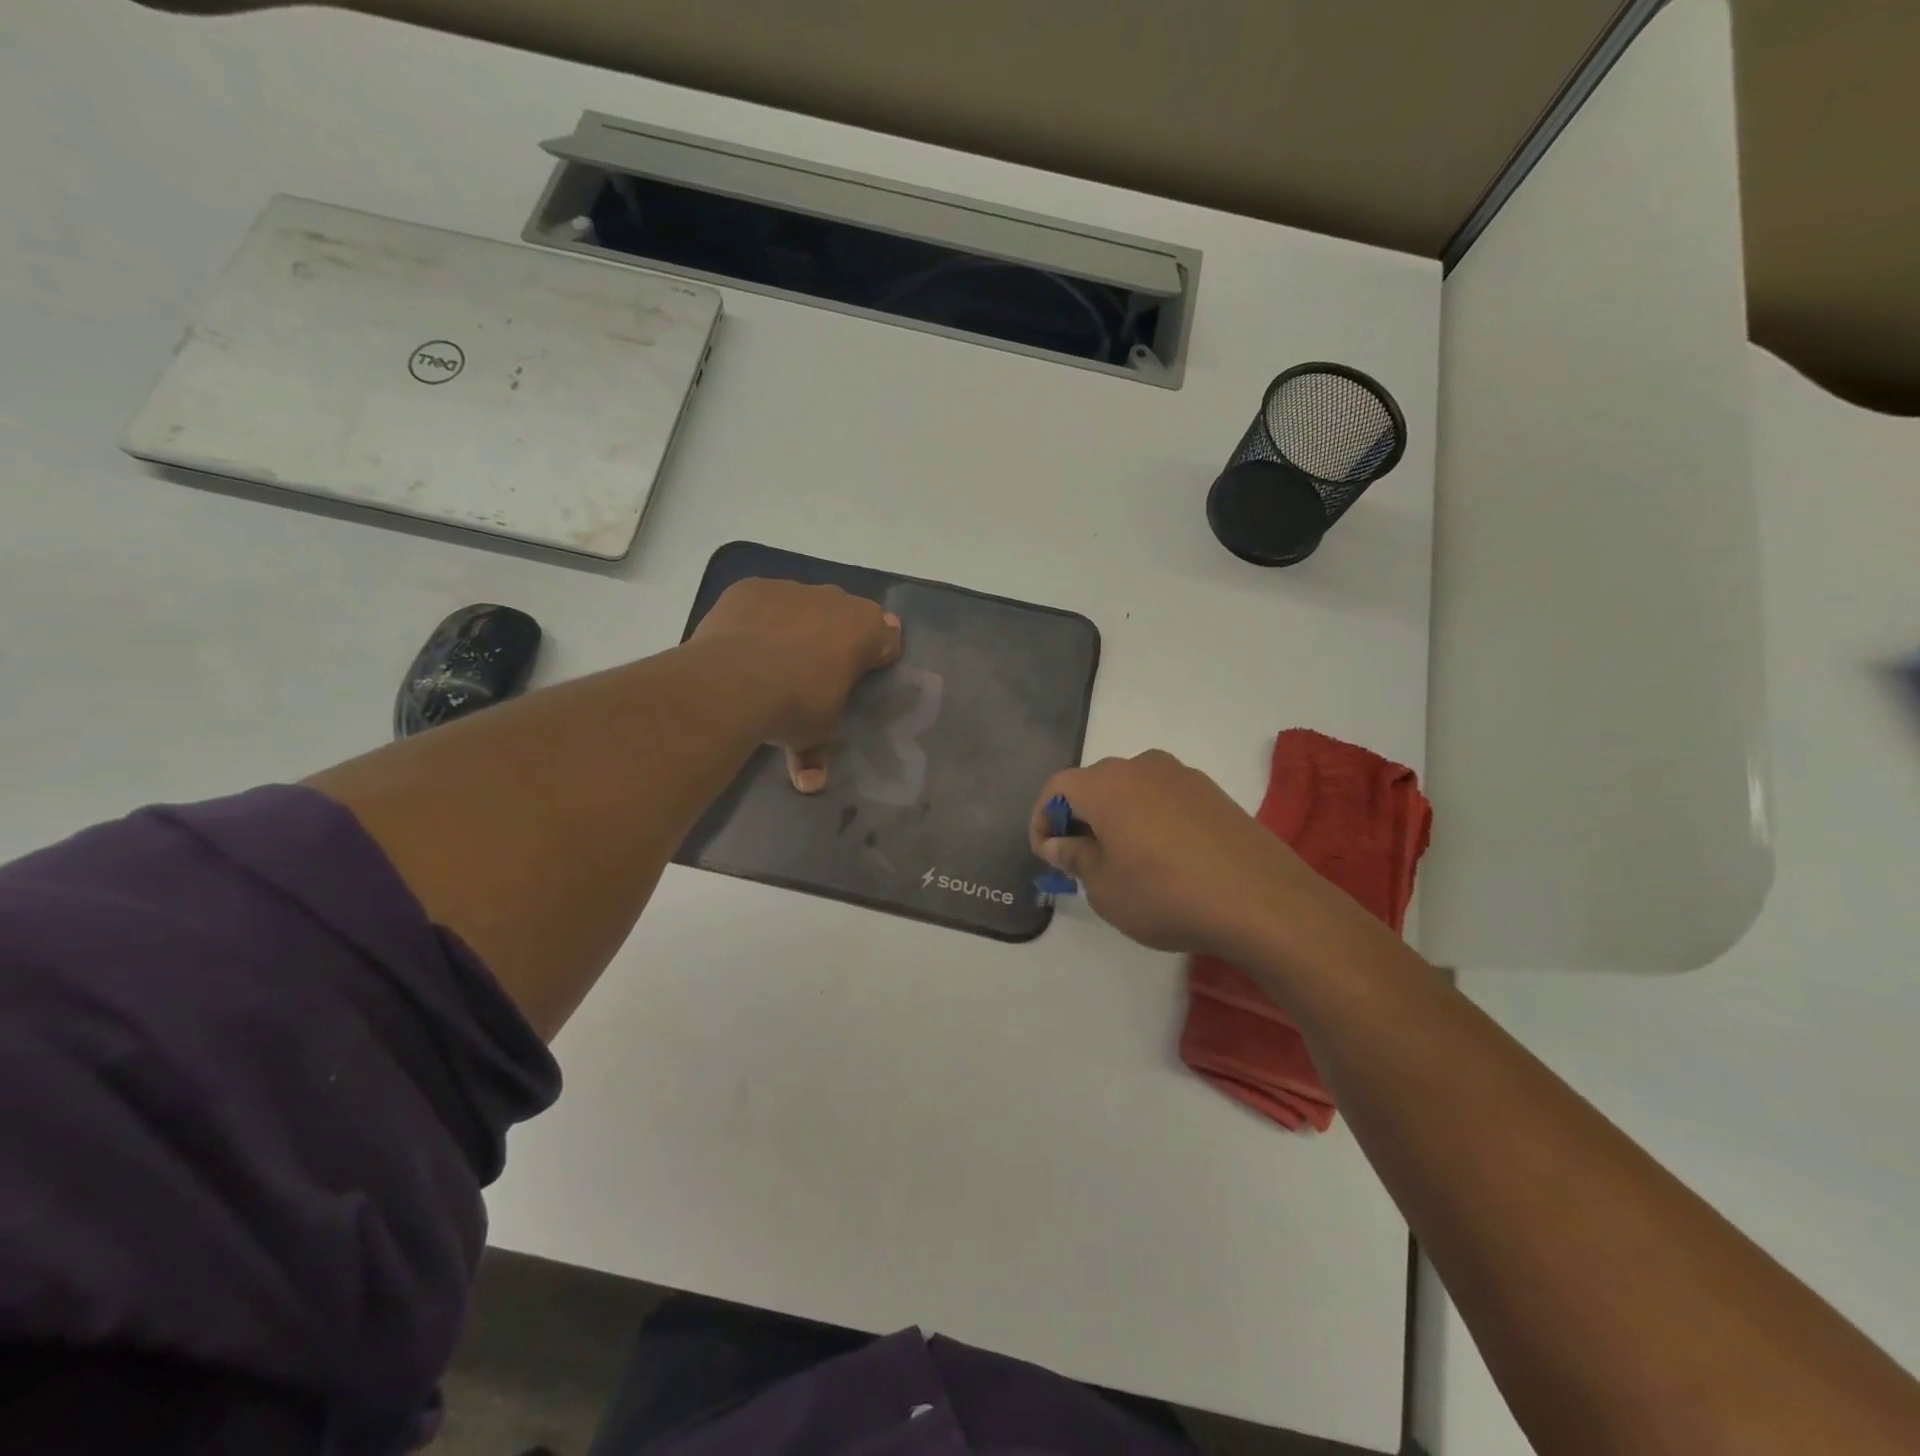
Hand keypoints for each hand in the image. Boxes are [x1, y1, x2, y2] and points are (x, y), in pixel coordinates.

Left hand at [692, 579, 901, 791]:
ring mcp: (792, 589)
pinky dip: (759, 619)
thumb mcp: (814, 734)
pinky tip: (743, 645)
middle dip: (837, 637)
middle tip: (818, 671)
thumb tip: (810, 784)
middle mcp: (835, 600)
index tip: (862, 676)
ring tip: (774, 660)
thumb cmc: (795, 706)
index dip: (877, 656)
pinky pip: (763, 602)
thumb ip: (817, 752)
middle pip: (846, 615)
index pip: (886, 638)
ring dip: (797, 625)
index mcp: (866, 630)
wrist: (733, 681)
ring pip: (803, 604)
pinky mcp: (752, 587)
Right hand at [1030, 750, 1328, 958]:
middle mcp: (1141, 767)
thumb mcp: (1105, 888)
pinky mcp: (1213, 792)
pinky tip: (1165, 859)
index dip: (1042, 821)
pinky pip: (1164, 799)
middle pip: (1094, 785)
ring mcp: (1182, 776)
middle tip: (1082, 863)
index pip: (1056, 788)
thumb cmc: (1165, 895)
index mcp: (1106, 783)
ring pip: (1131, 790)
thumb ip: (1074, 858)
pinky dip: (1150, 820)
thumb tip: (1060, 842)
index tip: (1049, 858)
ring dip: (1117, 819)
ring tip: (1126, 863)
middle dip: (1079, 820)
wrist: (1262, 901)